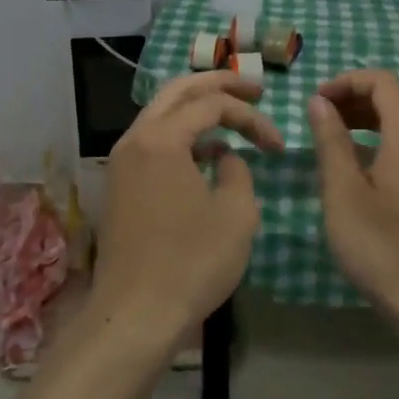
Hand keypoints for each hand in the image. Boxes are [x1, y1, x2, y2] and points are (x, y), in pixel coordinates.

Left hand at [93, 71, 284, 348]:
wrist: (135, 313)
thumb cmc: (192, 262)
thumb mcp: (236, 214)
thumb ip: (238, 171)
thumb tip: (225, 158)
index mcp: (161, 138)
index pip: (212, 104)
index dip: (251, 116)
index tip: (278, 144)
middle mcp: (134, 139)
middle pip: (178, 92)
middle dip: (218, 84)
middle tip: (254, 89)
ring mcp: (121, 162)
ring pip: (161, 115)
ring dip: (197, 110)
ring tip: (233, 117)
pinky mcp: (119, 185)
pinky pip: (152, 142)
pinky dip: (181, 137)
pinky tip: (207, 156)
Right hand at [306, 70, 398, 330]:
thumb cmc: (383, 247)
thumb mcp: (343, 192)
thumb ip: (330, 141)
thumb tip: (319, 102)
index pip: (382, 82)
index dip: (345, 81)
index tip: (314, 102)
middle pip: (393, 101)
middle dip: (352, 100)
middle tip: (316, 120)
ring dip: (364, 123)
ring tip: (329, 143)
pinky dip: (379, 145)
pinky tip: (356, 174)